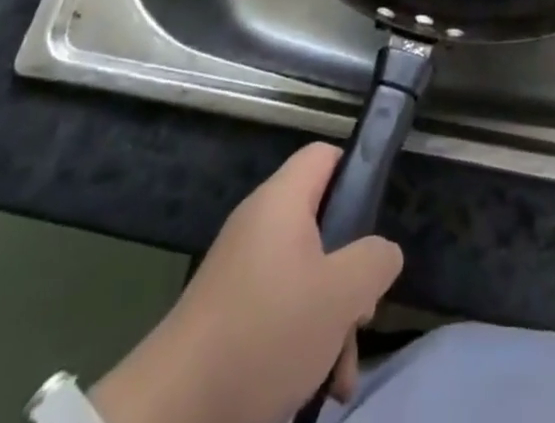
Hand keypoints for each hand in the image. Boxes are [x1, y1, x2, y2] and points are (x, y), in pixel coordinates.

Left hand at [90, 144, 403, 422]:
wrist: (172, 415)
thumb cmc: (264, 334)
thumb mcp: (339, 295)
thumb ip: (375, 262)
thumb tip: (382, 253)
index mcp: (282, 201)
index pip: (326, 156)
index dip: (357, 177)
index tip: (374, 225)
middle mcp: (260, 226)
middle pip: (323, 226)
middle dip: (350, 276)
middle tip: (361, 316)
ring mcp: (242, 274)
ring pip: (307, 279)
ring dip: (332, 324)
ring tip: (339, 376)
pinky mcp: (230, 319)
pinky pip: (280, 314)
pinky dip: (302, 346)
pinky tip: (313, 392)